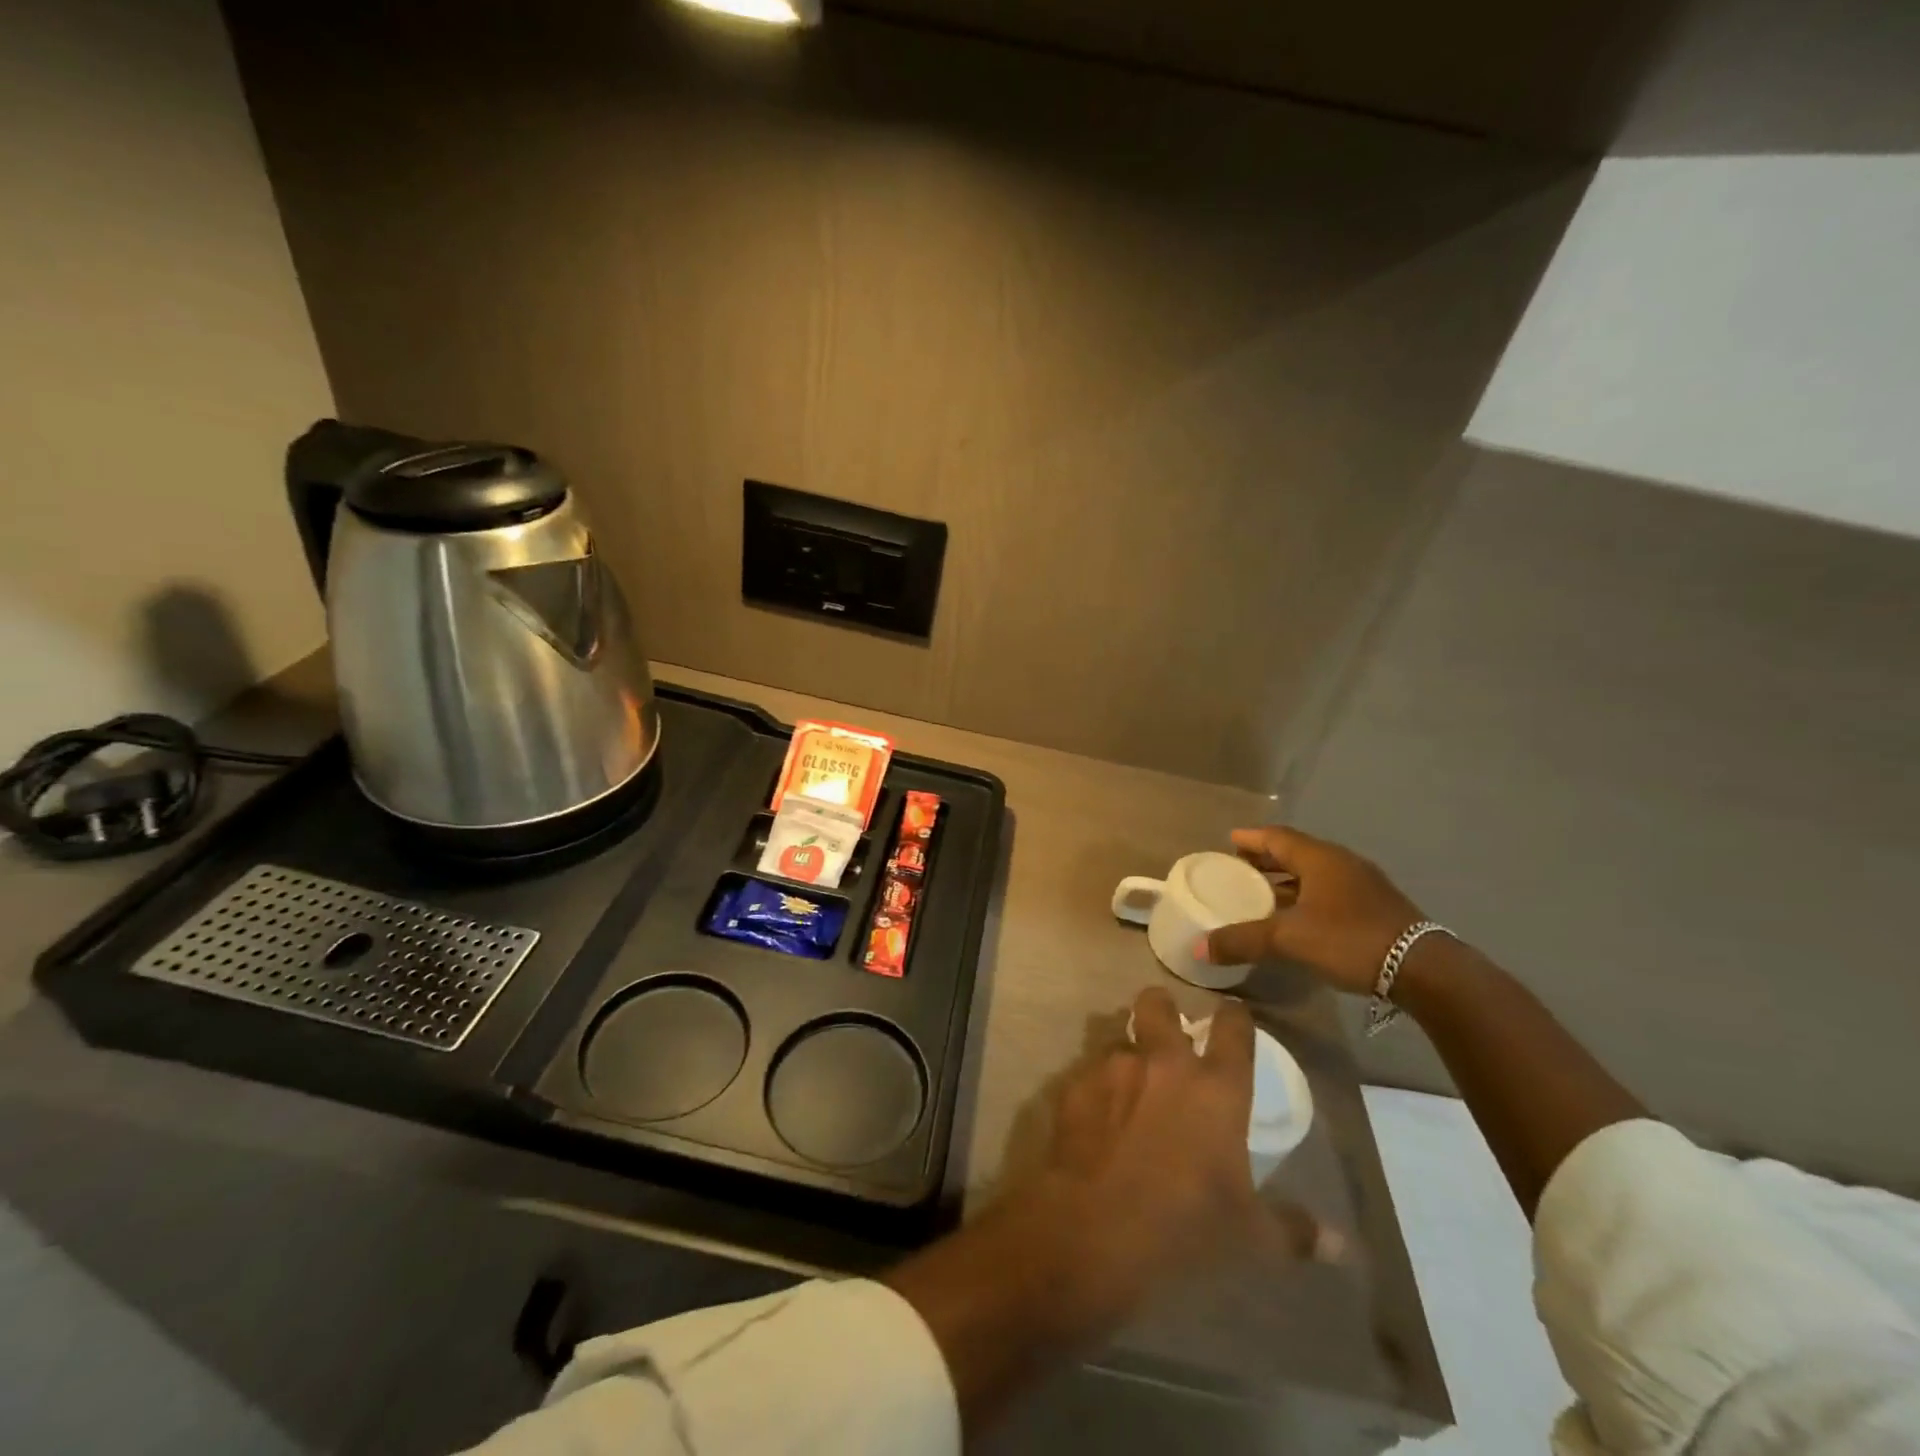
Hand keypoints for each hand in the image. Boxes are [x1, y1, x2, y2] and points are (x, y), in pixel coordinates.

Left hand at [1029, 988, 1331, 1321]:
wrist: (1095, 1227)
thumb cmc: (1186, 1226)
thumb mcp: (1251, 1237)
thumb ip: (1293, 1229)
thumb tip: (1339, 1243)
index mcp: (1215, 1088)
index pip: (1233, 1029)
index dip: (1234, 1016)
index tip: (1233, 1013)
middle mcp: (1164, 1063)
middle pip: (1158, 1004)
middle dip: (1163, 1007)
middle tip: (1167, 1027)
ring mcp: (1113, 1068)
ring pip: (1119, 1037)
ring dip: (1127, 1053)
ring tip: (1129, 1082)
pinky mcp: (1075, 1086)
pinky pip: (1088, 1074)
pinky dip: (1095, 1088)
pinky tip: (1096, 1118)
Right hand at [1203, 826, 1424, 995]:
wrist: (1424, 970)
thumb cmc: (1350, 940)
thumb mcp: (1289, 940)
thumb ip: (1243, 940)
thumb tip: (1199, 948)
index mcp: (1319, 858)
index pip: (1276, 836)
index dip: (1250, 839)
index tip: (1228, 842)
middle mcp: (1340, 862)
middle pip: (1294, 852)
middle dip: (1265, 858)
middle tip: (1238, 868)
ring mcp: (1362, 884)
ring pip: (1313, 873)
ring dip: (1286, 879)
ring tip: (1262, 894)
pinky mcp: (1375, 906)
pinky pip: (1329, 891)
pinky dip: (1306, 896)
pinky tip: (1297, 917)